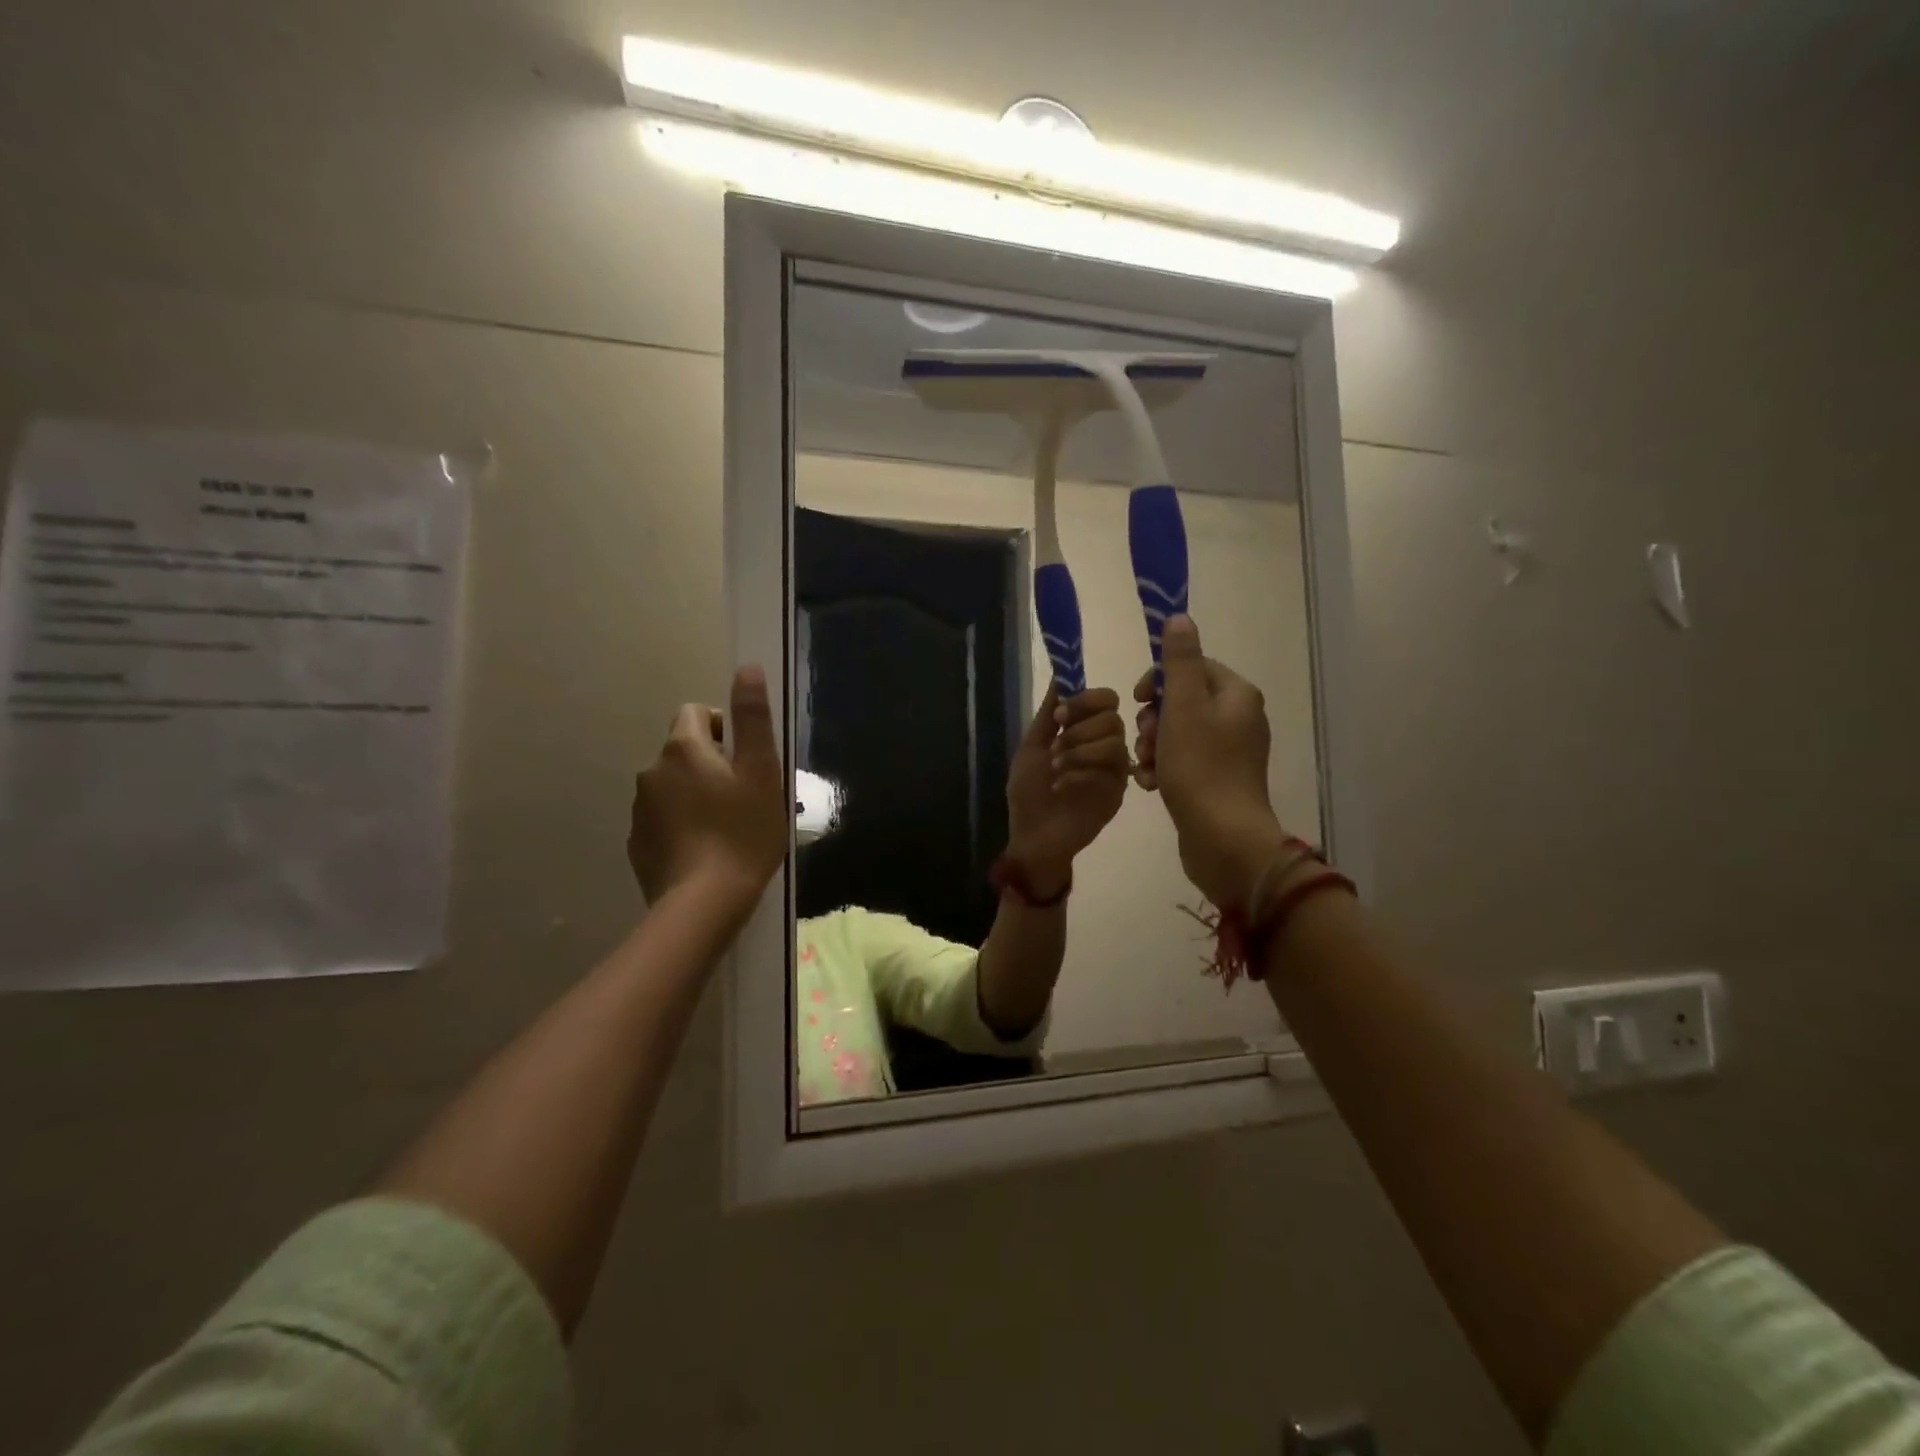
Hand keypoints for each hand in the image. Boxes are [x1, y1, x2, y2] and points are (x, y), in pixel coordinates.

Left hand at [628, 665, 786, 914]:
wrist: (703, 903)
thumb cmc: (743, 832)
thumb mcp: (762, 772)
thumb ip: (753, 718)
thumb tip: (748, 668)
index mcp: (682, 749)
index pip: (695, 713)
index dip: (723, 728)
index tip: (745, 761)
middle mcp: (651, 772)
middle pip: (684, 751)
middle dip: (711, 765)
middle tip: (744, 798)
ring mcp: (639, 810)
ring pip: (673, 787)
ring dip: (695, 795)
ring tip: (726, 829)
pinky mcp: (637, 844)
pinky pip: (663, 820)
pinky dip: (681, 826)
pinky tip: (704, 852)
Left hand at [1005, 685, 1130, 893]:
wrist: (1033, 838)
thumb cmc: (1029, 794)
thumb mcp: (1032, 748)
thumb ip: (1049, 714)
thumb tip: (1060, 676)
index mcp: (1084, 731)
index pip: (1105, 700)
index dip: (1086, 699)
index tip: (1061, 714)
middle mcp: (1103, 746)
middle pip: (1113, 716)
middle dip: (1081, 727)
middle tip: (1057, 746)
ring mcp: (1113, 769)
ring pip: (1115, 739)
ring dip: (1080, 748)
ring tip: (1056, 767)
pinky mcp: (1118, 791)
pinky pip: (1113, 767)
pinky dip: (1082, 770)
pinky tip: (1062, 785)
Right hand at [1133, 616, 1289, 908]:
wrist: (1223, 839)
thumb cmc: (1200, 767)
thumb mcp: (1183, 707)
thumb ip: (1178, 661)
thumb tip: (1179, 617)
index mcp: (1236, 694)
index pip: (1191, 665)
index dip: (1158, 679)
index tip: (1138, 700)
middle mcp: (1239, 718)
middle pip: (1181, 699)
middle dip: (1153, 719)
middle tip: (1145, 741)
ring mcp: (1229, 752)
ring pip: (1177, 732)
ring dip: (1152, 746)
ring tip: (1146, 768)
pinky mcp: (1217, 780)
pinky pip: (1182, 760)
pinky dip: (1163, 767)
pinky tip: (1151, 784)